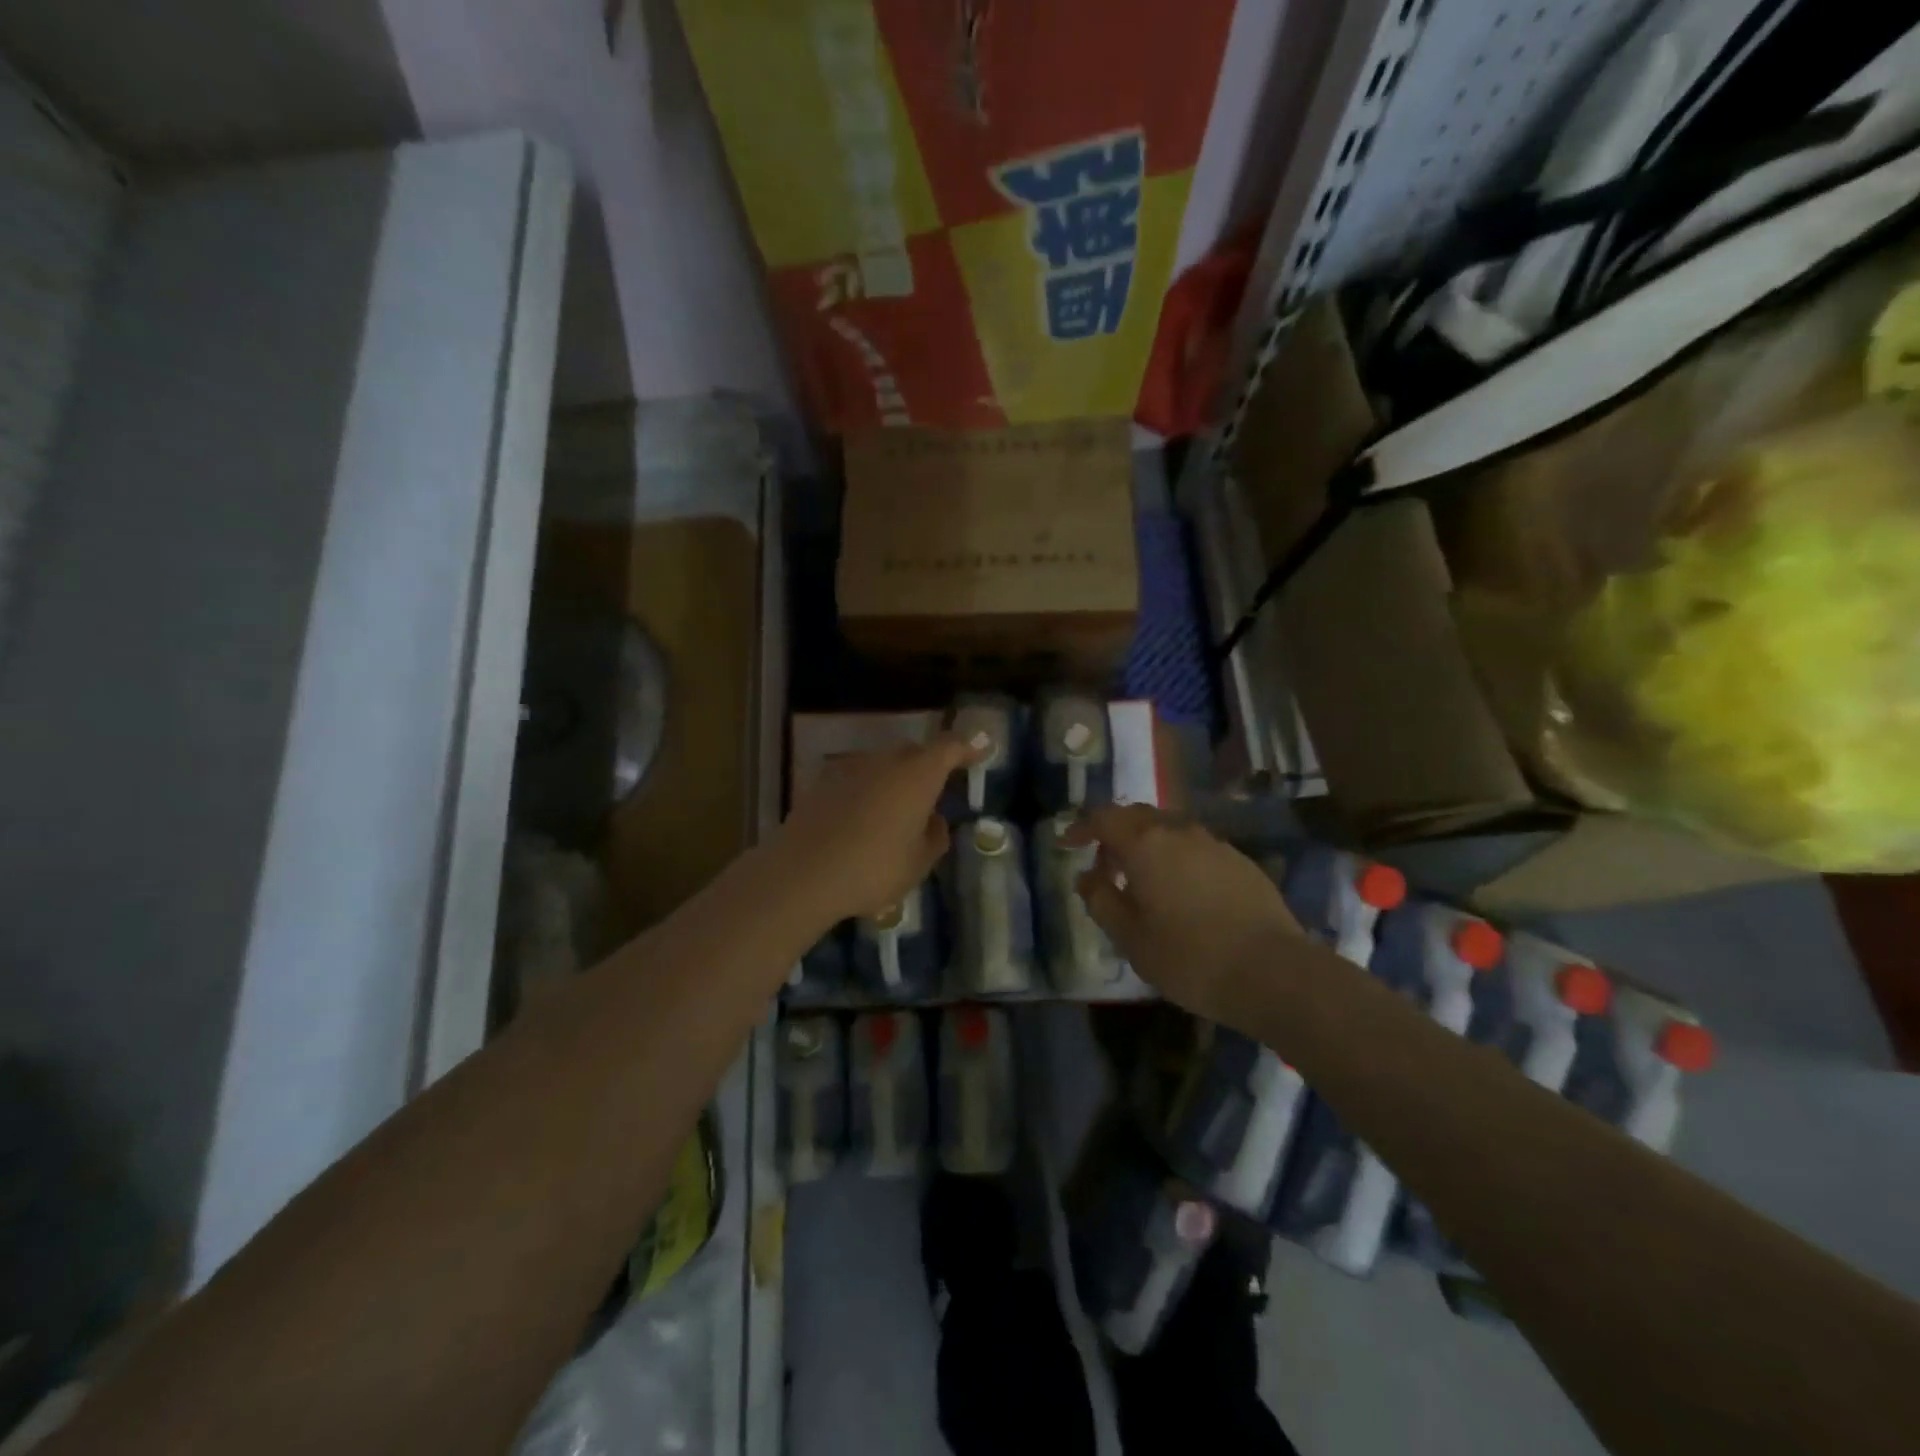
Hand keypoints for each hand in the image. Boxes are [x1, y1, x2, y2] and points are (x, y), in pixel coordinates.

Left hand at [775, 737, 975, 926]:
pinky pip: (856, 780)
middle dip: (927, 766)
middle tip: (934, 792)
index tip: (980, 749)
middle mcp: (885, 762)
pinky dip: (866, 792)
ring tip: (896, 813)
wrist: (802, 874)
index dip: (966, 747)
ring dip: (894, 780)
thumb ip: (934, 836)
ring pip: (881, 765)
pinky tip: (862, 821)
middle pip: (912, 752)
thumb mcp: (918, 863)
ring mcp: (849, 769)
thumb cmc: (873, 869)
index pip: (948, 747)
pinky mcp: (821, 784)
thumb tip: (932, 819)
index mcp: (917, 775)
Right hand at [1068, 805, 1306, 1028]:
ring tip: (1143, 881)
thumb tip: (1087, 877)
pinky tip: (1182, 893)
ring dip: (1148, 846)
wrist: (1274, 973)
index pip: (1104, 817)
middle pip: (1138, 817)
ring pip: (1169, 830)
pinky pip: (1196, 848)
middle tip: (1105, 866)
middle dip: (1115, 834)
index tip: (1068, 844)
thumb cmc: (1189, 957)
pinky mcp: (1240, 861)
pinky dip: (1177, 858)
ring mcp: (1215, 843)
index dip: (1082, 827)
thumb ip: (1101, 900)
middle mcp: (1179, 831)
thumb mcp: (1130, 937)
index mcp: (1145, 844)